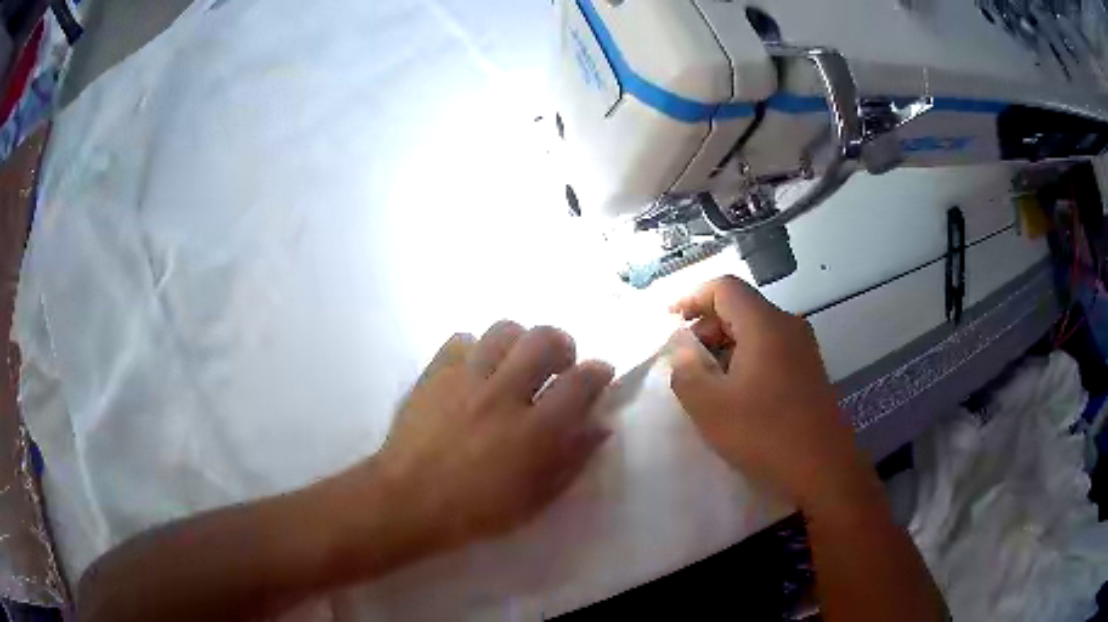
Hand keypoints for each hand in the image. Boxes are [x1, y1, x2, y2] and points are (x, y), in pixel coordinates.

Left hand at [372, 322, 613, 549]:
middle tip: (558, 364)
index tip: (600, 373)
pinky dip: (476, 348)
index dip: (598, 372)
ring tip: (515, 363)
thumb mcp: (536, 499)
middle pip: (544, 339)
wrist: (408, 500)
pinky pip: (462, 339)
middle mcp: (503, 394)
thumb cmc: (477, 510)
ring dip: (519, 342)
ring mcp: (466, 379)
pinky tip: (476, 371)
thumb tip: (599, 426)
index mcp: (534, 431)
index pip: (580, 382)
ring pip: (504, 330)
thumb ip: (572, 460)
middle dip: (562, 344)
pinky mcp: (435, 373)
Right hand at [667, 276, 878, 516]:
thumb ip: (686, 372)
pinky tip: (736, 394)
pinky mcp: (809, 371)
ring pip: (756, 330)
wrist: (824, 469)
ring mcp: (803, 348)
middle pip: (740, 306)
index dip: (692, 297)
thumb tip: (683, 353)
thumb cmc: (765, 434)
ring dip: (725, 346)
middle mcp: (788, 326)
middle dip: (707, 326)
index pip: (724, 287)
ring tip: (706, 381)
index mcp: (764, 324)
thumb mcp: (710, 407)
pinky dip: (746, 359)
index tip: (670, 322)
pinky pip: (771, 350)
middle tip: (685, 360)